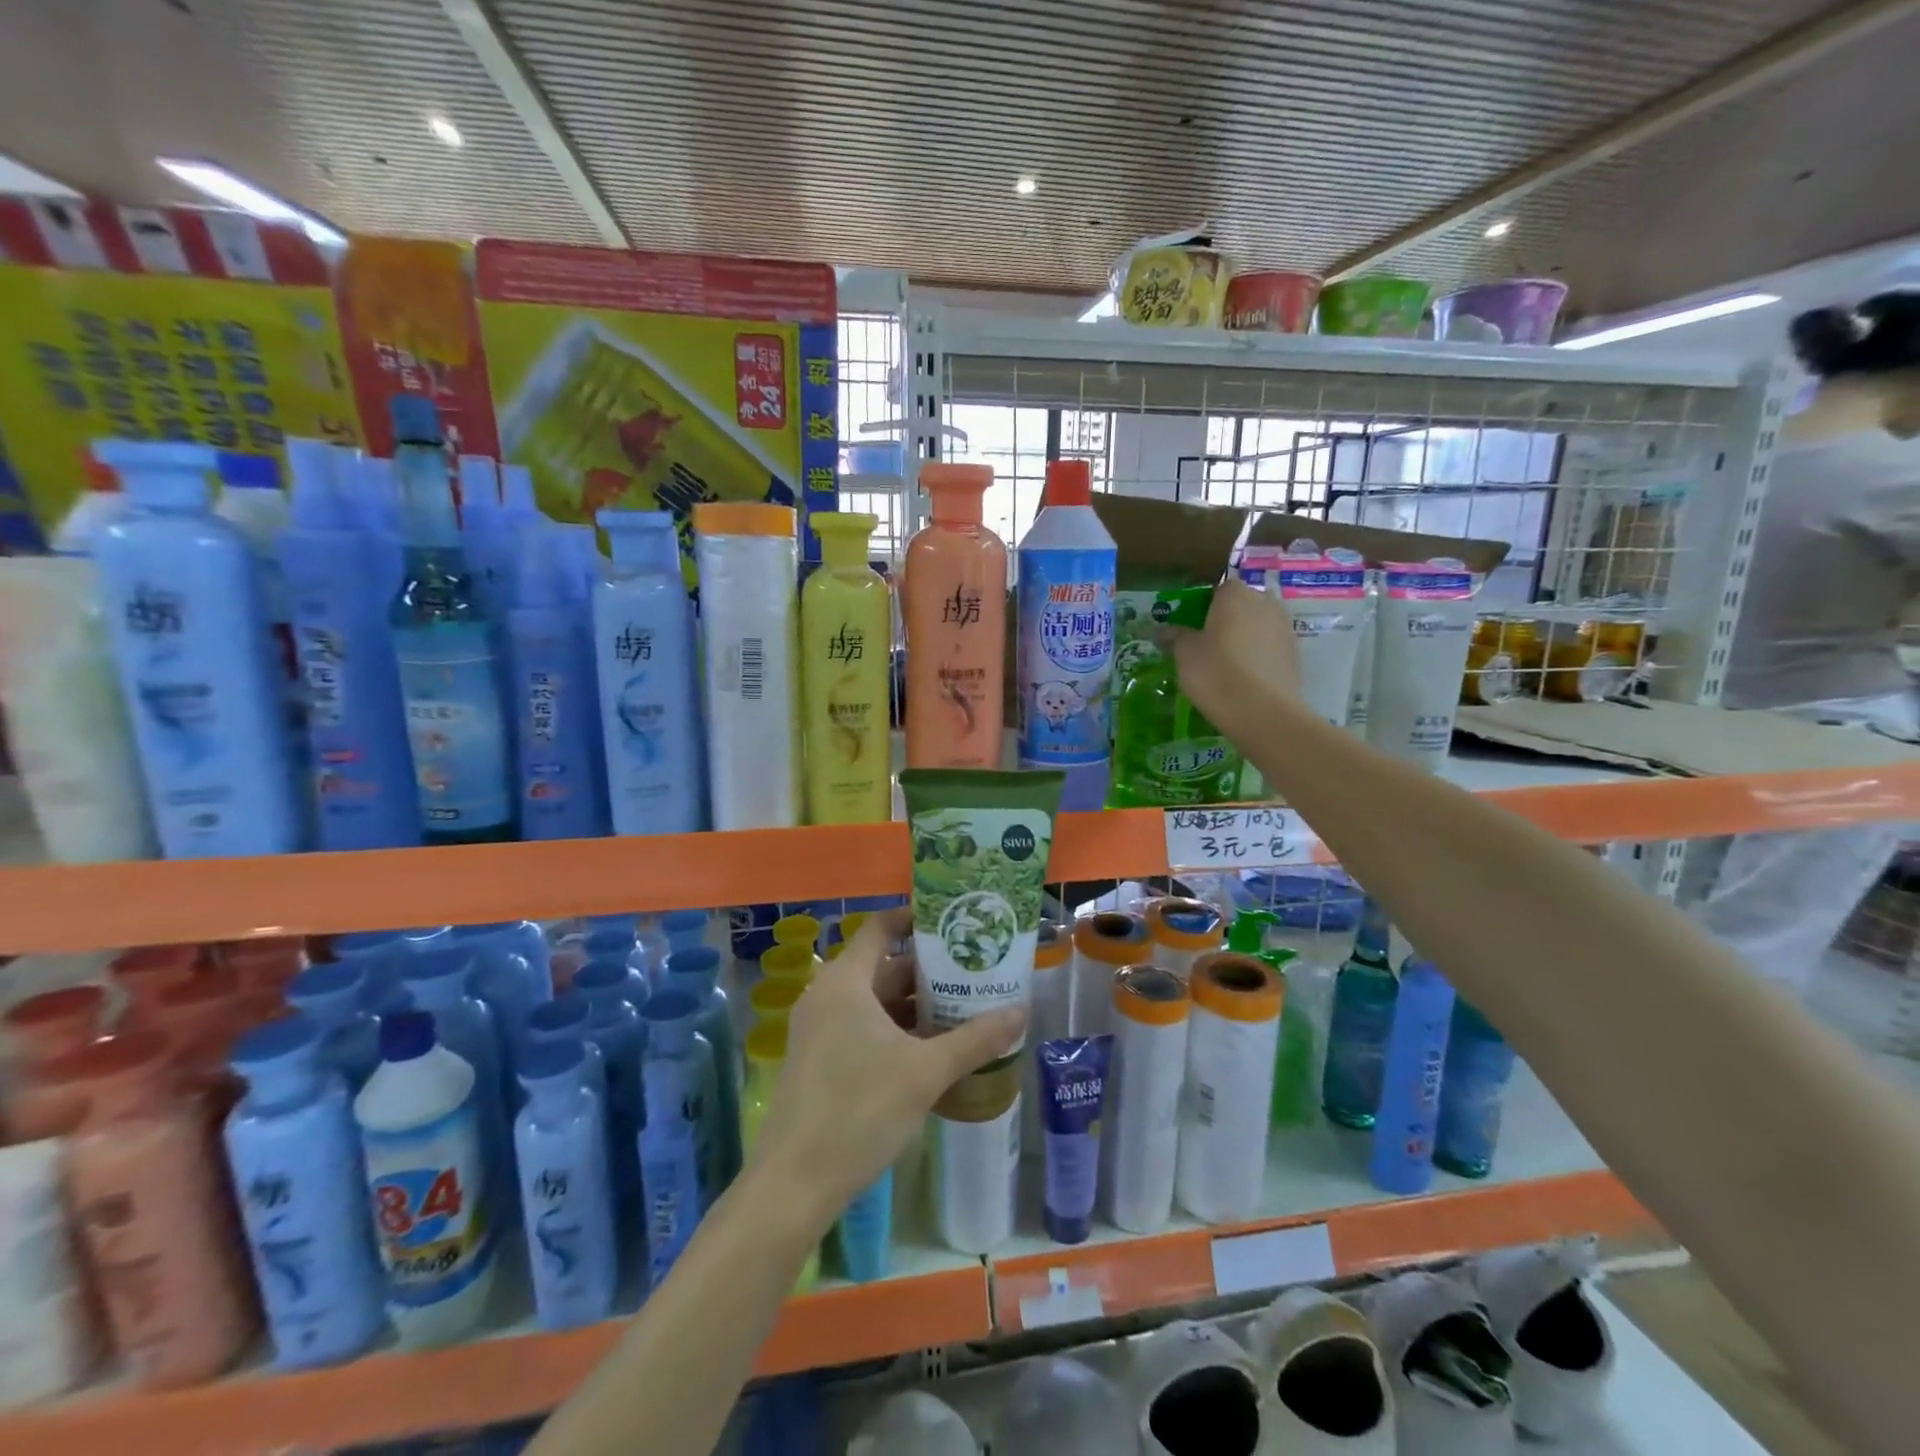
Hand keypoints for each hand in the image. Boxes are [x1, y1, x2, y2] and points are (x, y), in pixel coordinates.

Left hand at [748, 908, 1023, 1222]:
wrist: (794, 1184)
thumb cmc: (860, 1111)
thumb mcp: (925, 1072)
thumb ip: (975, 1040)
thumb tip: (1021, 1011)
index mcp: (846, 981)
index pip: (881, 927)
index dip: (916, 919)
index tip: (955, 923)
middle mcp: (828, 995)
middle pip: (883, 967)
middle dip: (929, 971)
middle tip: (975, 972)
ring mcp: (820, 1028)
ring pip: (875, 1001)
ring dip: (916, 1005)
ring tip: (964, 1009)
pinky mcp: (819, 1058)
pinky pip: (863, 1027)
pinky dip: (896, 1029)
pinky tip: (932, 1049)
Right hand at [1168, 573, 1303, 729]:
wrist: (1263, 711)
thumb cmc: (1216, 672)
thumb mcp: (1185, 654)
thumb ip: (1175, 636)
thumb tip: (1163, 630)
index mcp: (1235, 594)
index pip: (1217, 589)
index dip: (1203, 606)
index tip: (1191, 627)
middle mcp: (1265, 602)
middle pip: (1241, 605)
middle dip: (1226, 619)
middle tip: (1206, 644)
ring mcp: (1285, 627)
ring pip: (1257, 625)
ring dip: (1244, 637)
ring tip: (1225, 664)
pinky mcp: (1295, 653)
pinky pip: (1269, 646)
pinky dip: (1257, 655)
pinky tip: (1243, 677)